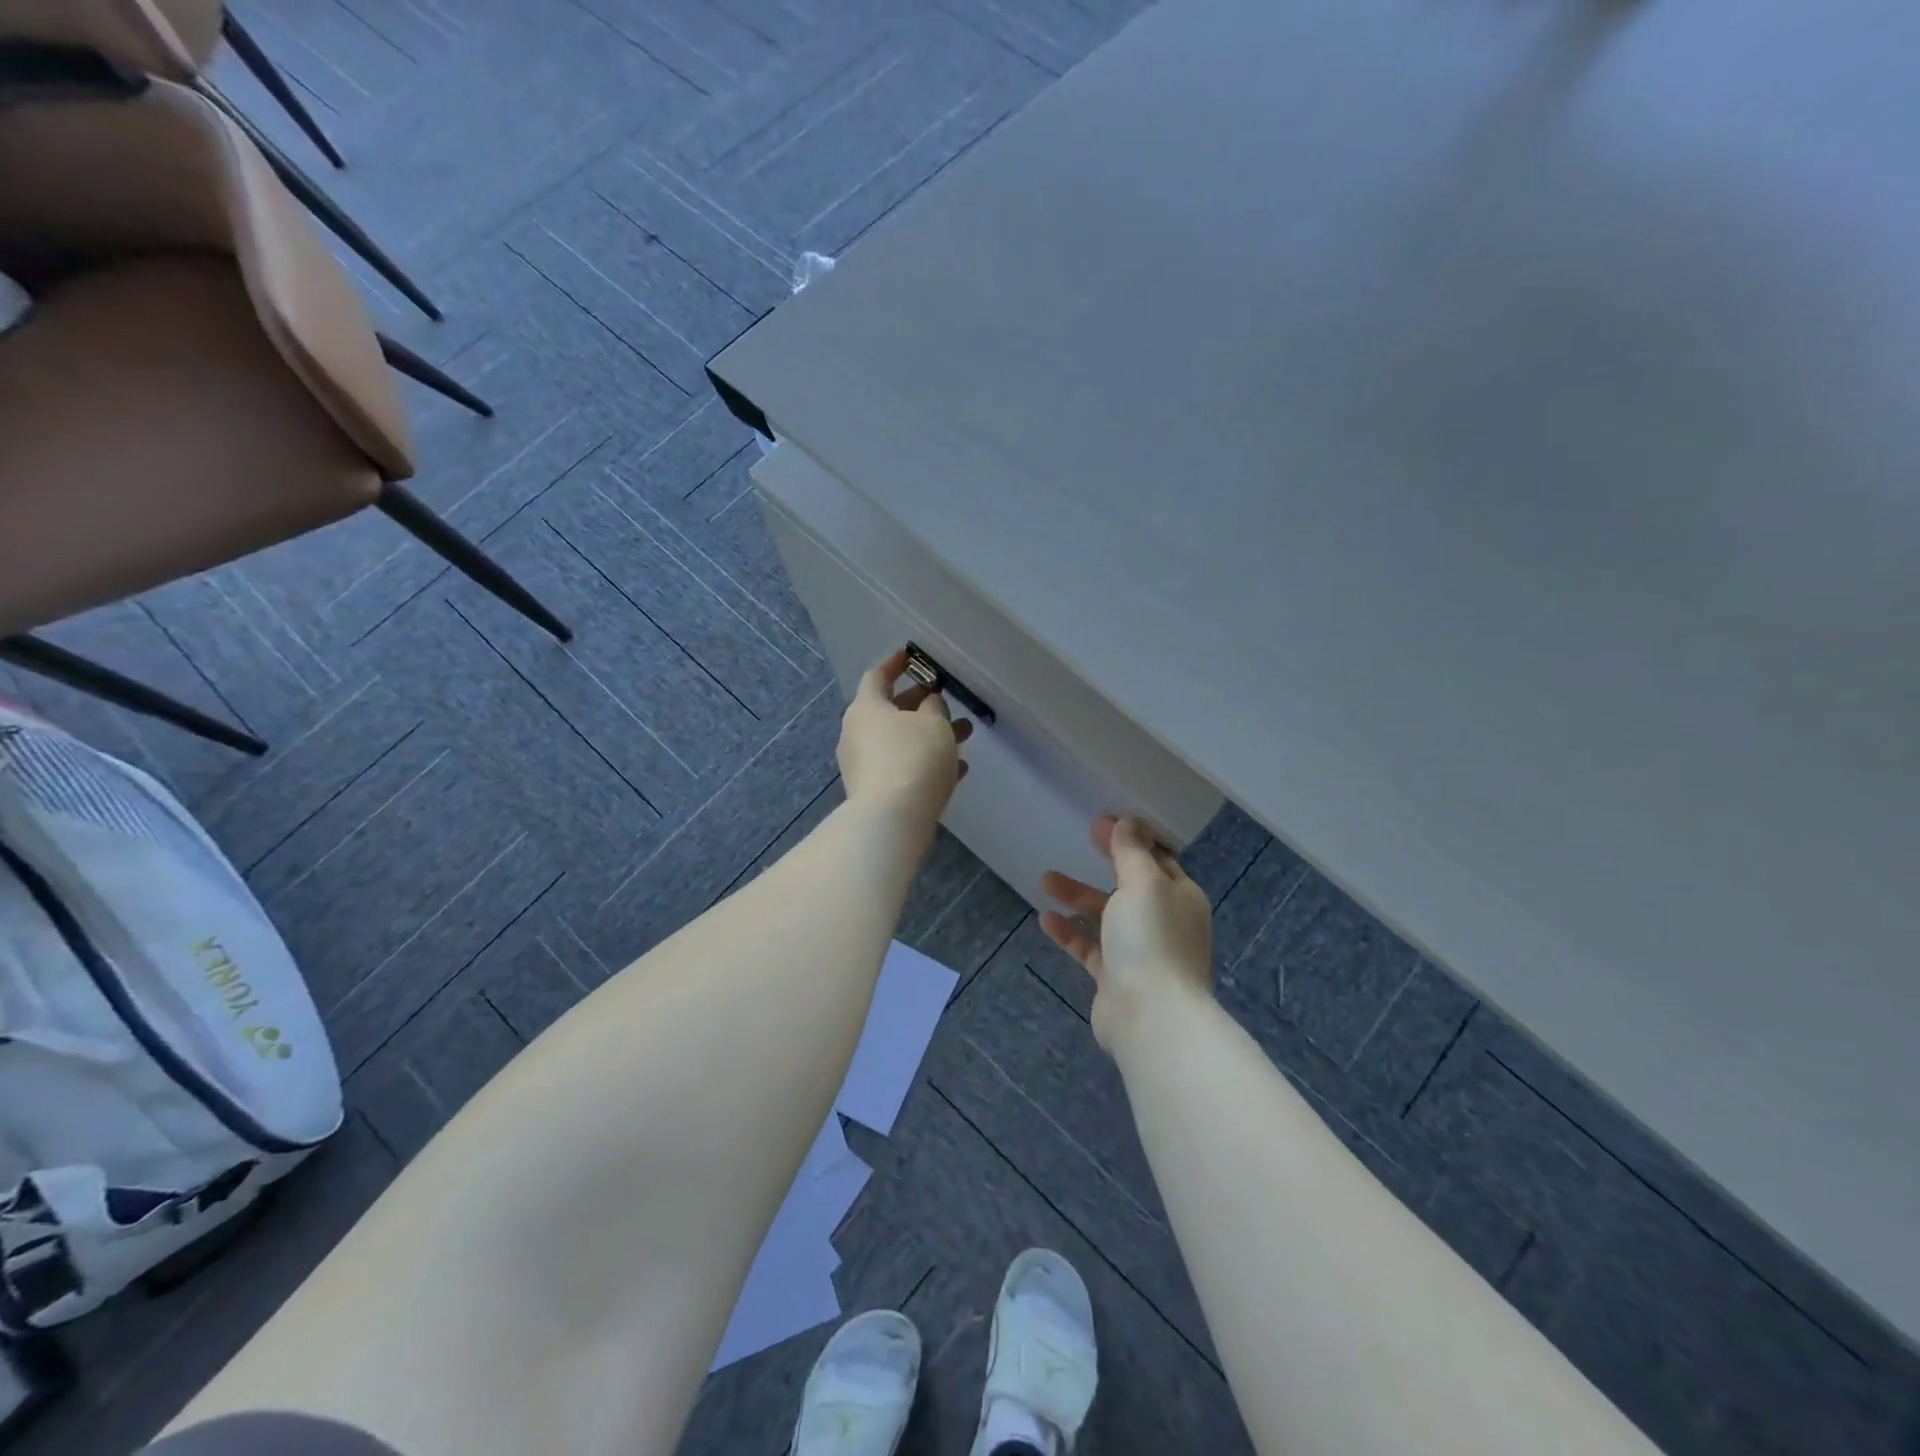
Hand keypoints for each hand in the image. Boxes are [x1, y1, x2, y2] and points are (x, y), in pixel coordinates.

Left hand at [837, 648, 971, 835]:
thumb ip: (934, 707)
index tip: (912, 657)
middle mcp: (858, 733)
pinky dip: (926, 763)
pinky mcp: (874, 792)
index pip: (877, 676)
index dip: (895, 664)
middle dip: (922, 705)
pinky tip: (957, 770)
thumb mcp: (934, 723)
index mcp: (866, 708)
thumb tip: (928, 703)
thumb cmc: (913, 758)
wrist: (891, 820)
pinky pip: (902, 768)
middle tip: (946, 700)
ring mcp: (863, 765)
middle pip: (890, 710)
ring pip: (900, 741)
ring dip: (930, 736)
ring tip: (966, 735)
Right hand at [1041, 815, 1213, 1054]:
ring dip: (1078, 896)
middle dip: (1105, 862)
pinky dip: (1070, 932)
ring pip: (1106, 915)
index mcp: (1180, 896)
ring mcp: (1140, 951)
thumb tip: (1128, 823)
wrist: (1151, 1017)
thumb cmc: (1151, 939)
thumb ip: (1131, 853)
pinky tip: (1046, 920)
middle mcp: (1164, 921)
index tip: (1103, 821)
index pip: (1158, 858)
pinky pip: (1090, 947)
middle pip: (1130, 884)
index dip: (1132, 837)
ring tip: (1045, 880)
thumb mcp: (1142, 884)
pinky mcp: (1117, 976)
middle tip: (1081, 838)